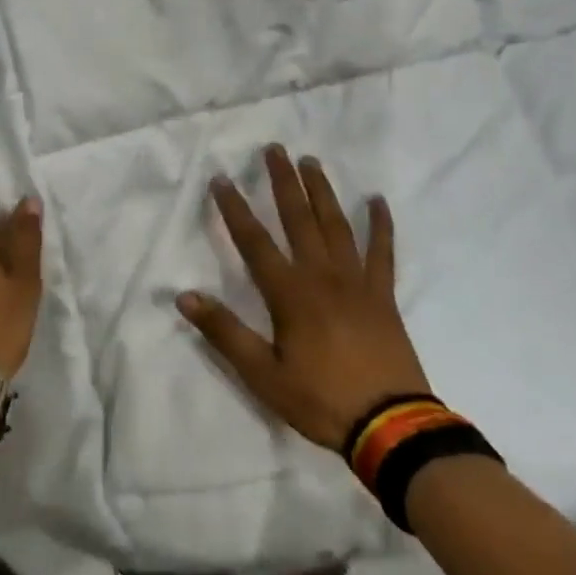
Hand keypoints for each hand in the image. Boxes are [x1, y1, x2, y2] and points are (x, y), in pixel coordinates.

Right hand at [177, 146, 431, 451]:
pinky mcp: (383, 295)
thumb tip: (184, 297)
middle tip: (274, 149)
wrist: (391, 425)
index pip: (254, 241)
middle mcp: (322, 276)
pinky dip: (380, 225)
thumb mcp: (263, 375)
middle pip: (298, 219)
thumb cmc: (320, 399)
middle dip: (283, 182)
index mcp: (290, 293)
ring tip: (311, 162)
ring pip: (336, 225)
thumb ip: (225, 333)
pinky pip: (382, 251)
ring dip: (322, 191)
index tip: (221, 179)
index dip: (235, 209)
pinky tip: (377, 201)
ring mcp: (357, 281)